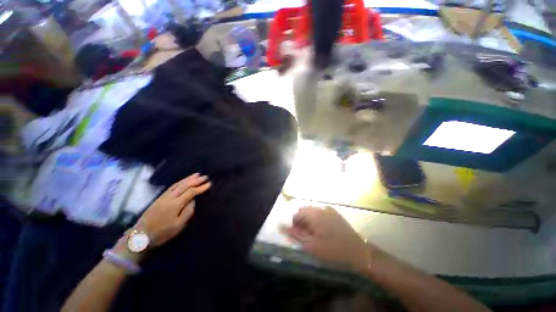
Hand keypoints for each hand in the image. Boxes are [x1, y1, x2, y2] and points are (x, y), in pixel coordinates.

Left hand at [135, 173, 210, 247]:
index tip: (209, 184)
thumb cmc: (162, 232)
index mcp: (175, 204)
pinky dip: (180, 182)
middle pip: (184, 185)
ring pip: (178, 184)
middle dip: (195, 180)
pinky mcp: (159, 198)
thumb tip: (194, 200)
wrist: (140, 235)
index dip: (201, 187)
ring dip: (188, 178)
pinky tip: (183, 181)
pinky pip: (172, 186)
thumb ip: (188, 211)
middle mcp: (170, 197)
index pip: (191, 192)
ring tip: (196, 174)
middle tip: (205, 176)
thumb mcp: (178, 225)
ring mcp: (163, 197)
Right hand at [281, 206, 369, 270]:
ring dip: (309, 220)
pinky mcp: (334, 212)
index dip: (295, 225)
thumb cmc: (333, 251)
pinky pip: (320, 212)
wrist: (358, 252)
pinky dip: (317, 218)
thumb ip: (295, 235)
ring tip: (314, 233)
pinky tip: (322, 229)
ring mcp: (329, 209)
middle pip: (304, 211)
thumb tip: (280, 226)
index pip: (297, 214)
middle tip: (306, 236)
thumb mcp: (311, 246)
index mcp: (314, 214)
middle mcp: (320, 208)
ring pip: (312, 211)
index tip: (299, 236)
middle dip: (301, 221)